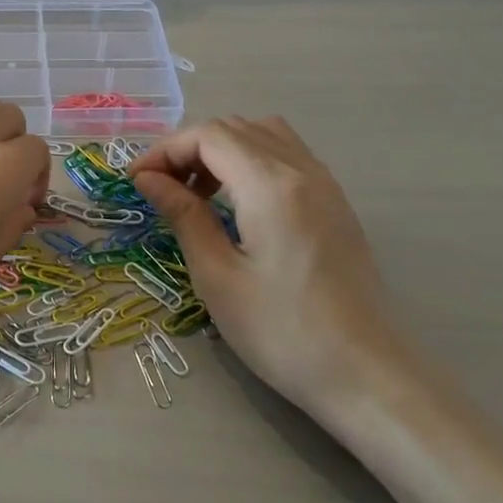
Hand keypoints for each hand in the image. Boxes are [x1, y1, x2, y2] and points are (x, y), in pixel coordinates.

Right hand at [130, 117, 417, 427]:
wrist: (365, 375)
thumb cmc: (281, 331)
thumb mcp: (217, 276)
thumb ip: (183, 216)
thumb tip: (148, 179)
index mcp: (271, 185)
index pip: (209, 135)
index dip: (165, 150)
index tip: (136, 182)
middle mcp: (302, 170)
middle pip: (235, 128)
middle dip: (188, 148)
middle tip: (160, 189)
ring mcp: (325, 184)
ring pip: (263, 135)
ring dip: (222, 150)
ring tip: (197, 193)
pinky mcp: (335, 203)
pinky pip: (287, 155)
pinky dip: (250, 160)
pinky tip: (237, 202)